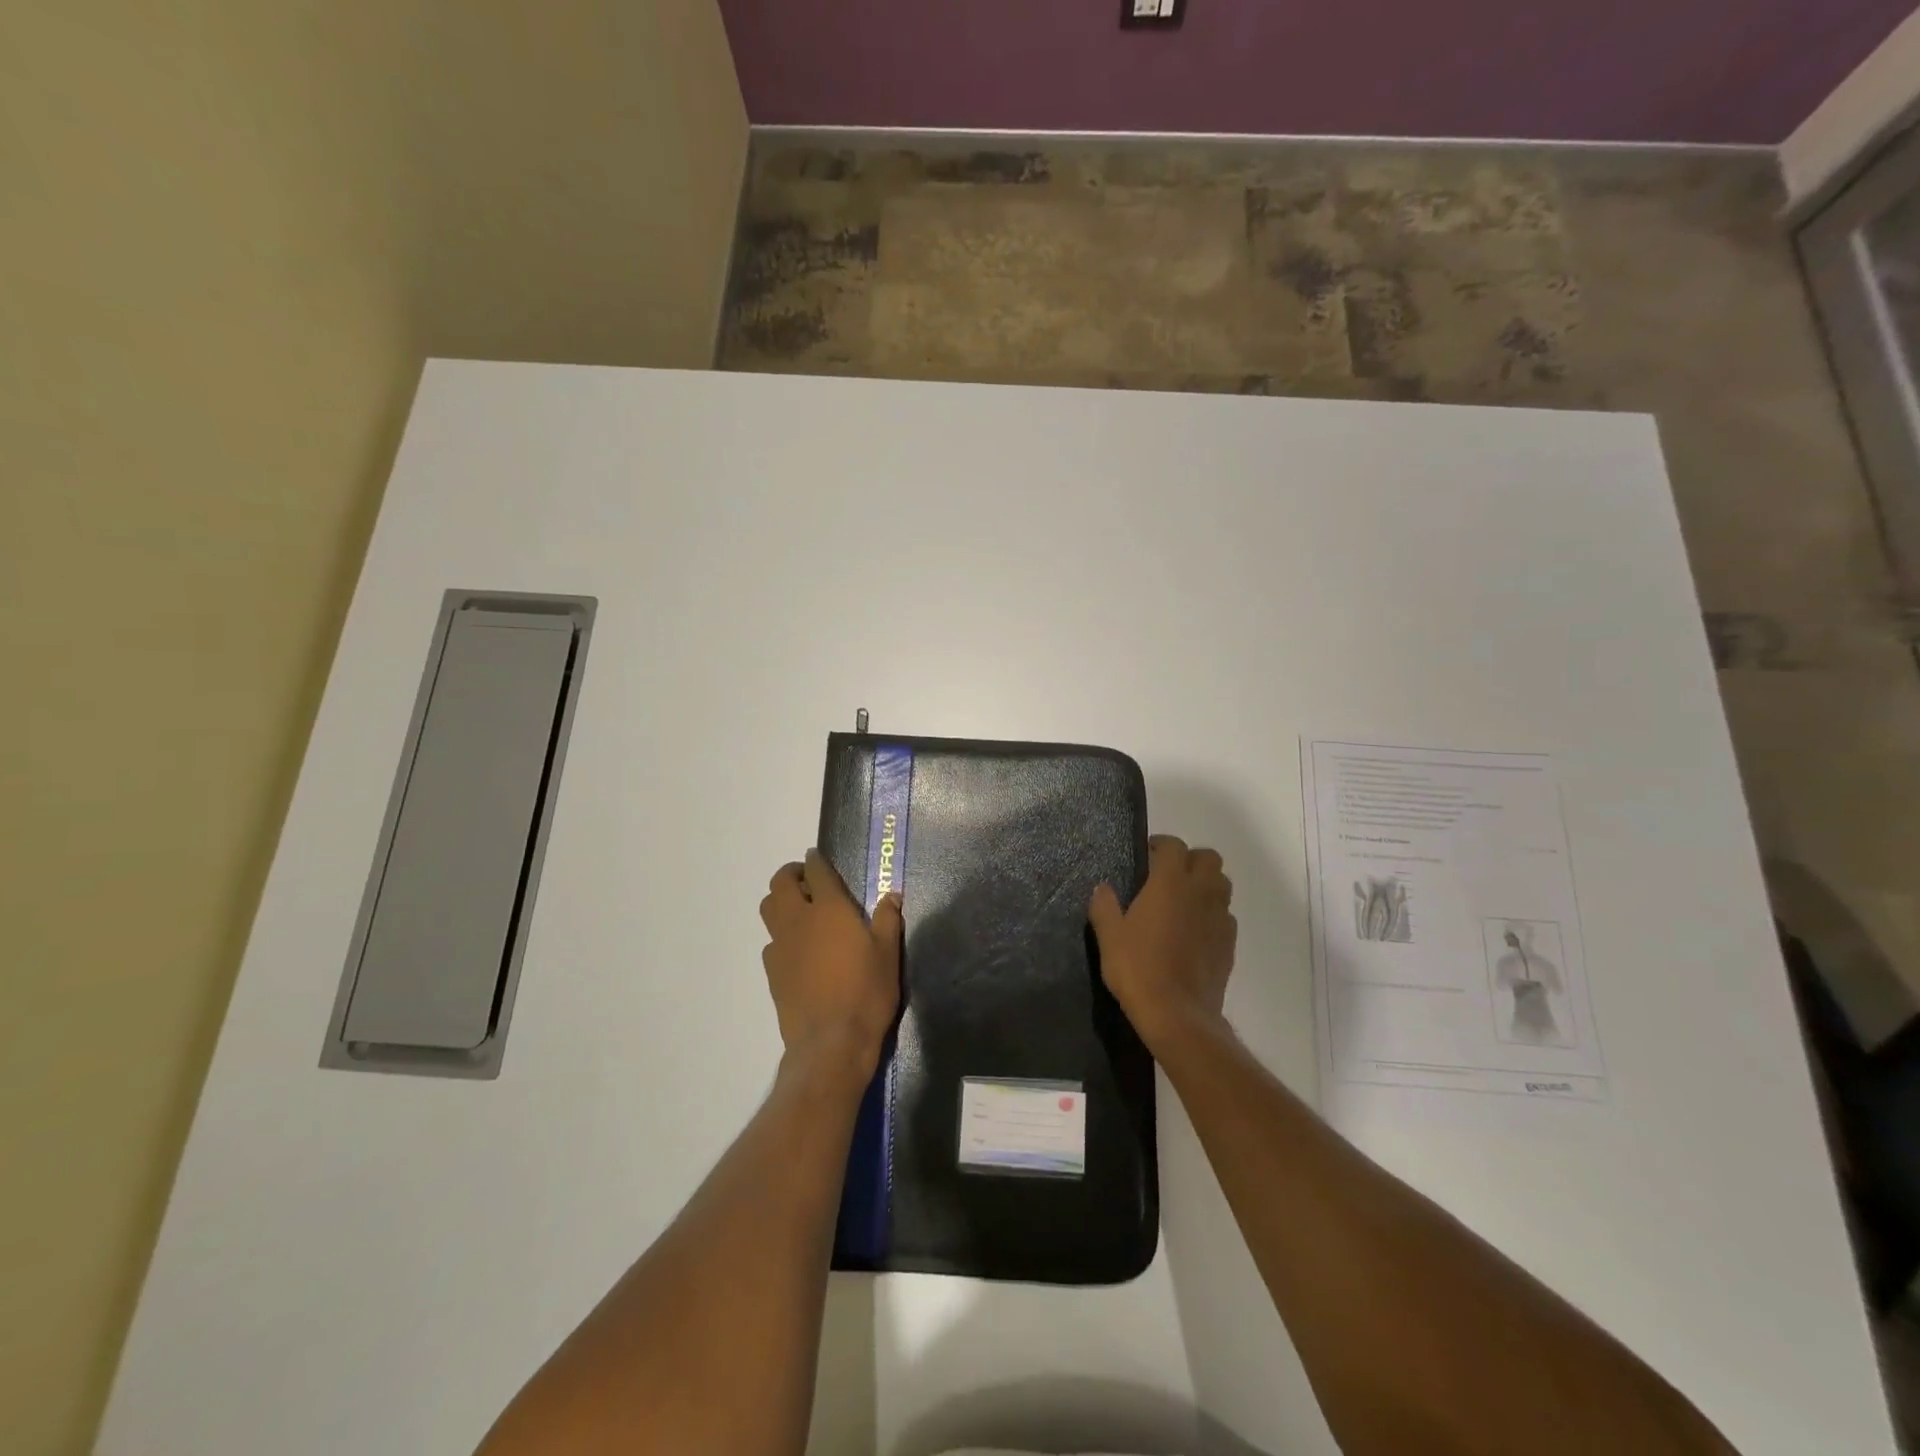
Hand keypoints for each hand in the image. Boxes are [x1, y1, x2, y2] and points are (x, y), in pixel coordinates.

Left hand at [759, 850, 902, 1080]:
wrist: (831, 1042)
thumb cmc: (866, 992)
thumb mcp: (888, 953)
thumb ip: (887, 919)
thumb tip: (892, 895)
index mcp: (828, 909)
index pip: (816, 871)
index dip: (816, 860)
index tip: (818, 857)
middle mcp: (798, 920)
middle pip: (780, 883)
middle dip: (791, 874)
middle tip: (808, 881)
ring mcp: (781, 946)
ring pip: (768, 909)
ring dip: (781, 901)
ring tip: (801, 911)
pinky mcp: (772, 972)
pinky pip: (771, 942)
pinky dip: (782, 936)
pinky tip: (800, 951)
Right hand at [1089, 835, 1236, 1050]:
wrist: (1178, 1015)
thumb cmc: (1138, 968)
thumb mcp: (1109, 936)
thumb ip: (1104, 906)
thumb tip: (1102, 888)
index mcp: (1170, 883)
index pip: (1174, 846)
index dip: (1161, 845)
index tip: (1147, 854)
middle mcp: (1201, 892)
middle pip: (1209, 858)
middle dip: (1190, 859)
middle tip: (1168, 874)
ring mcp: (1220, 918)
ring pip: (1222, 884)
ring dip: (1206, 883)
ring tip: (1183, 900)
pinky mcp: (1230, 943)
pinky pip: (1225, 915)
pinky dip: (1212, 913)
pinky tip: (1194, 930)